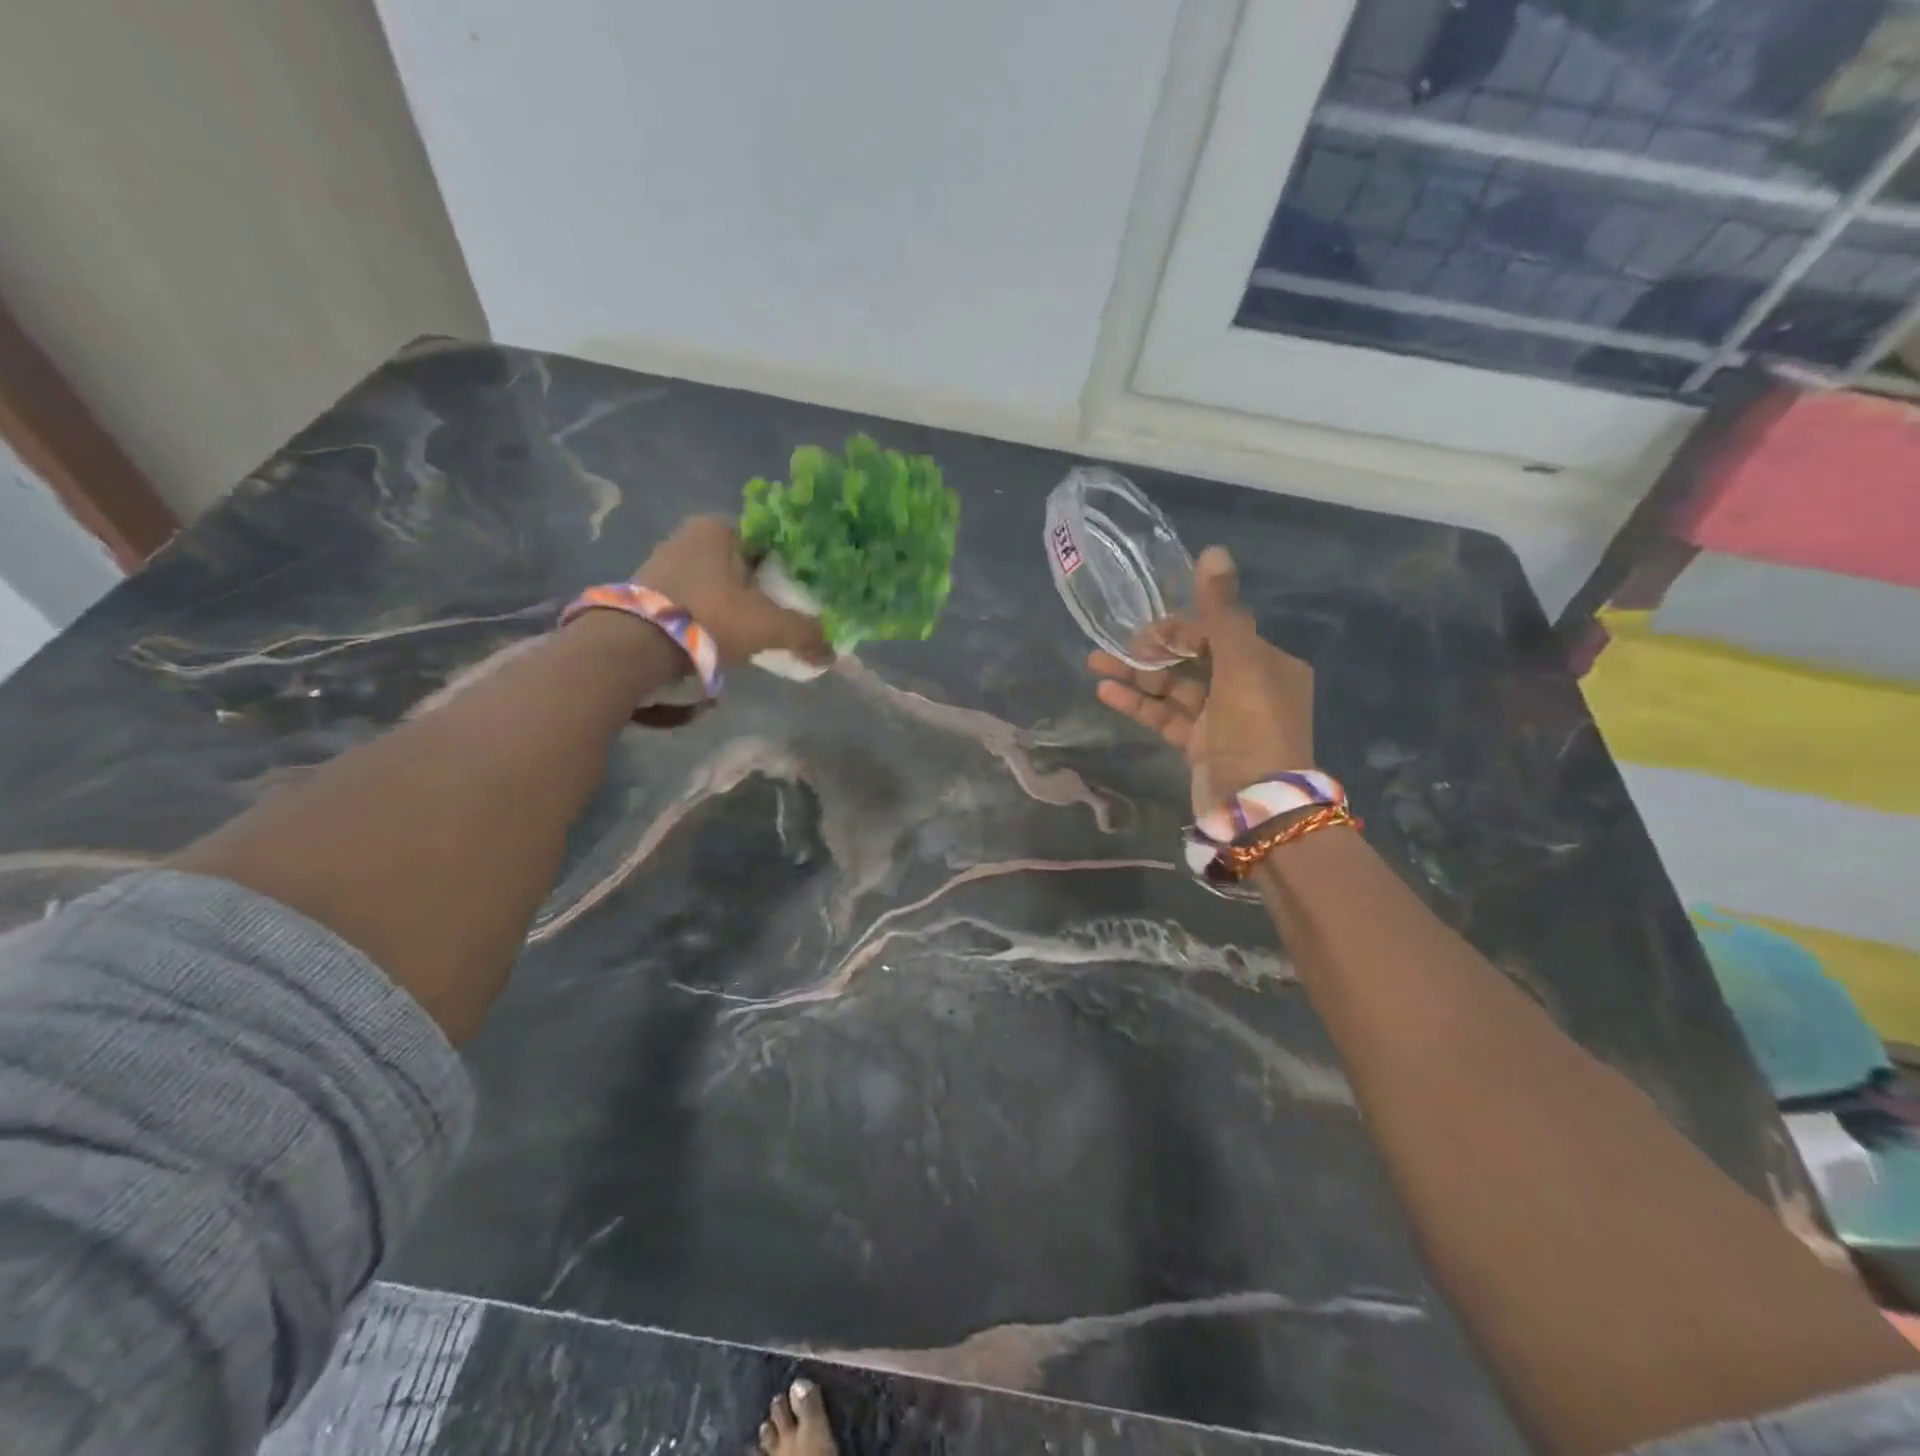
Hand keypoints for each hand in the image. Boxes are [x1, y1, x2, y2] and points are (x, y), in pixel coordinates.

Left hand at [635, 516, 832, 666]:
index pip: (769, 541)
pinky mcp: (648, 590)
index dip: (791, 568)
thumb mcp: (768, 625)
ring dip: (736, 603)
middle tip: (781, 616)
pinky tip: (720, 636)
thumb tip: (831, 652)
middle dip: (763, 588)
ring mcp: (664, 560)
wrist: (637, 645)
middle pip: (744, 562)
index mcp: (719, 526)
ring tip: (752, 631)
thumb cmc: (710, 617)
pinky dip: (711, 613)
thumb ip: (805, 634)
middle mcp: (689, 534)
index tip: (802, 595)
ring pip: (718, 581)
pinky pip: (694, 597)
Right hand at [1089, 546, 1313, 813]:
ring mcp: (1222, 719)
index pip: (1219, 632)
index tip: (1148, 633)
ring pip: (1174, 687)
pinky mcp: (1199, 745)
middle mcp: (1248, 687)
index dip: (1181, 628)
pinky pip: (1165, 716)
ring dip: (1136, 676)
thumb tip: (1213, 551)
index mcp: (1268, 664)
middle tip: (1118, 649)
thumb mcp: (1241, 663)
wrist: (1255, 805)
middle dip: (1152, 651)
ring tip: (1095, 664)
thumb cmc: (1254, 727)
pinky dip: (1139, 704)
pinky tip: (1106, 693)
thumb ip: (1221, 611)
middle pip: (1193, 658)